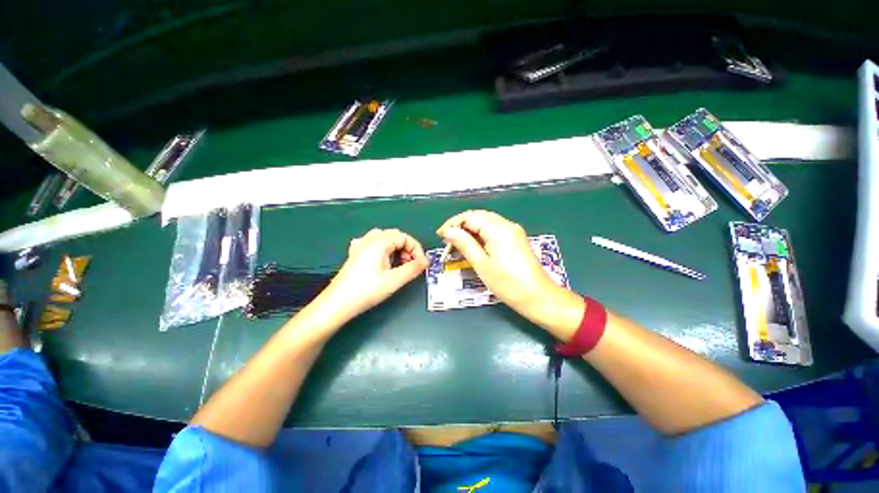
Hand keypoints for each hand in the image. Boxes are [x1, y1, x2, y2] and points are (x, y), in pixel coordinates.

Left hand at [320, 228, 428, 319]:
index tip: (421, 263)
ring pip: (384, 239)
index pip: (405, 237)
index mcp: (379, 242)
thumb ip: (413, 268)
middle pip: (395, 236)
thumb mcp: (394, 280)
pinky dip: (383, 250)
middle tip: (411, 264)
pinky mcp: (355, 254)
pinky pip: (373, 244)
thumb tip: (426, 261)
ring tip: (398, 264)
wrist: (338, 303)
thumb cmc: (367, 290)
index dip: (416, 249)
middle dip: (407, 249)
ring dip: (396, 249)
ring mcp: (360, 246)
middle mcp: (369, 239)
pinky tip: (382, 261)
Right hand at [437, 210, 583, 336]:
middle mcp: (507, 224)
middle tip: (447, 240)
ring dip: (470, 229)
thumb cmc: (507, 283)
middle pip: (478, 216)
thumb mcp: (482, 264)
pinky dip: (481, 234)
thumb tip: (448, 231)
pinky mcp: (516, 238)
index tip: (440, 236)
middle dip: (460, 225)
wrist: (538, 297)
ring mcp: (513, 231)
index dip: (453, 224)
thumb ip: (464, 244)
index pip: (470, 216)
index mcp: (498, 229)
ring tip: (457, 243)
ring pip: (486, 222)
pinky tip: (474, 244)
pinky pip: (494, 229)